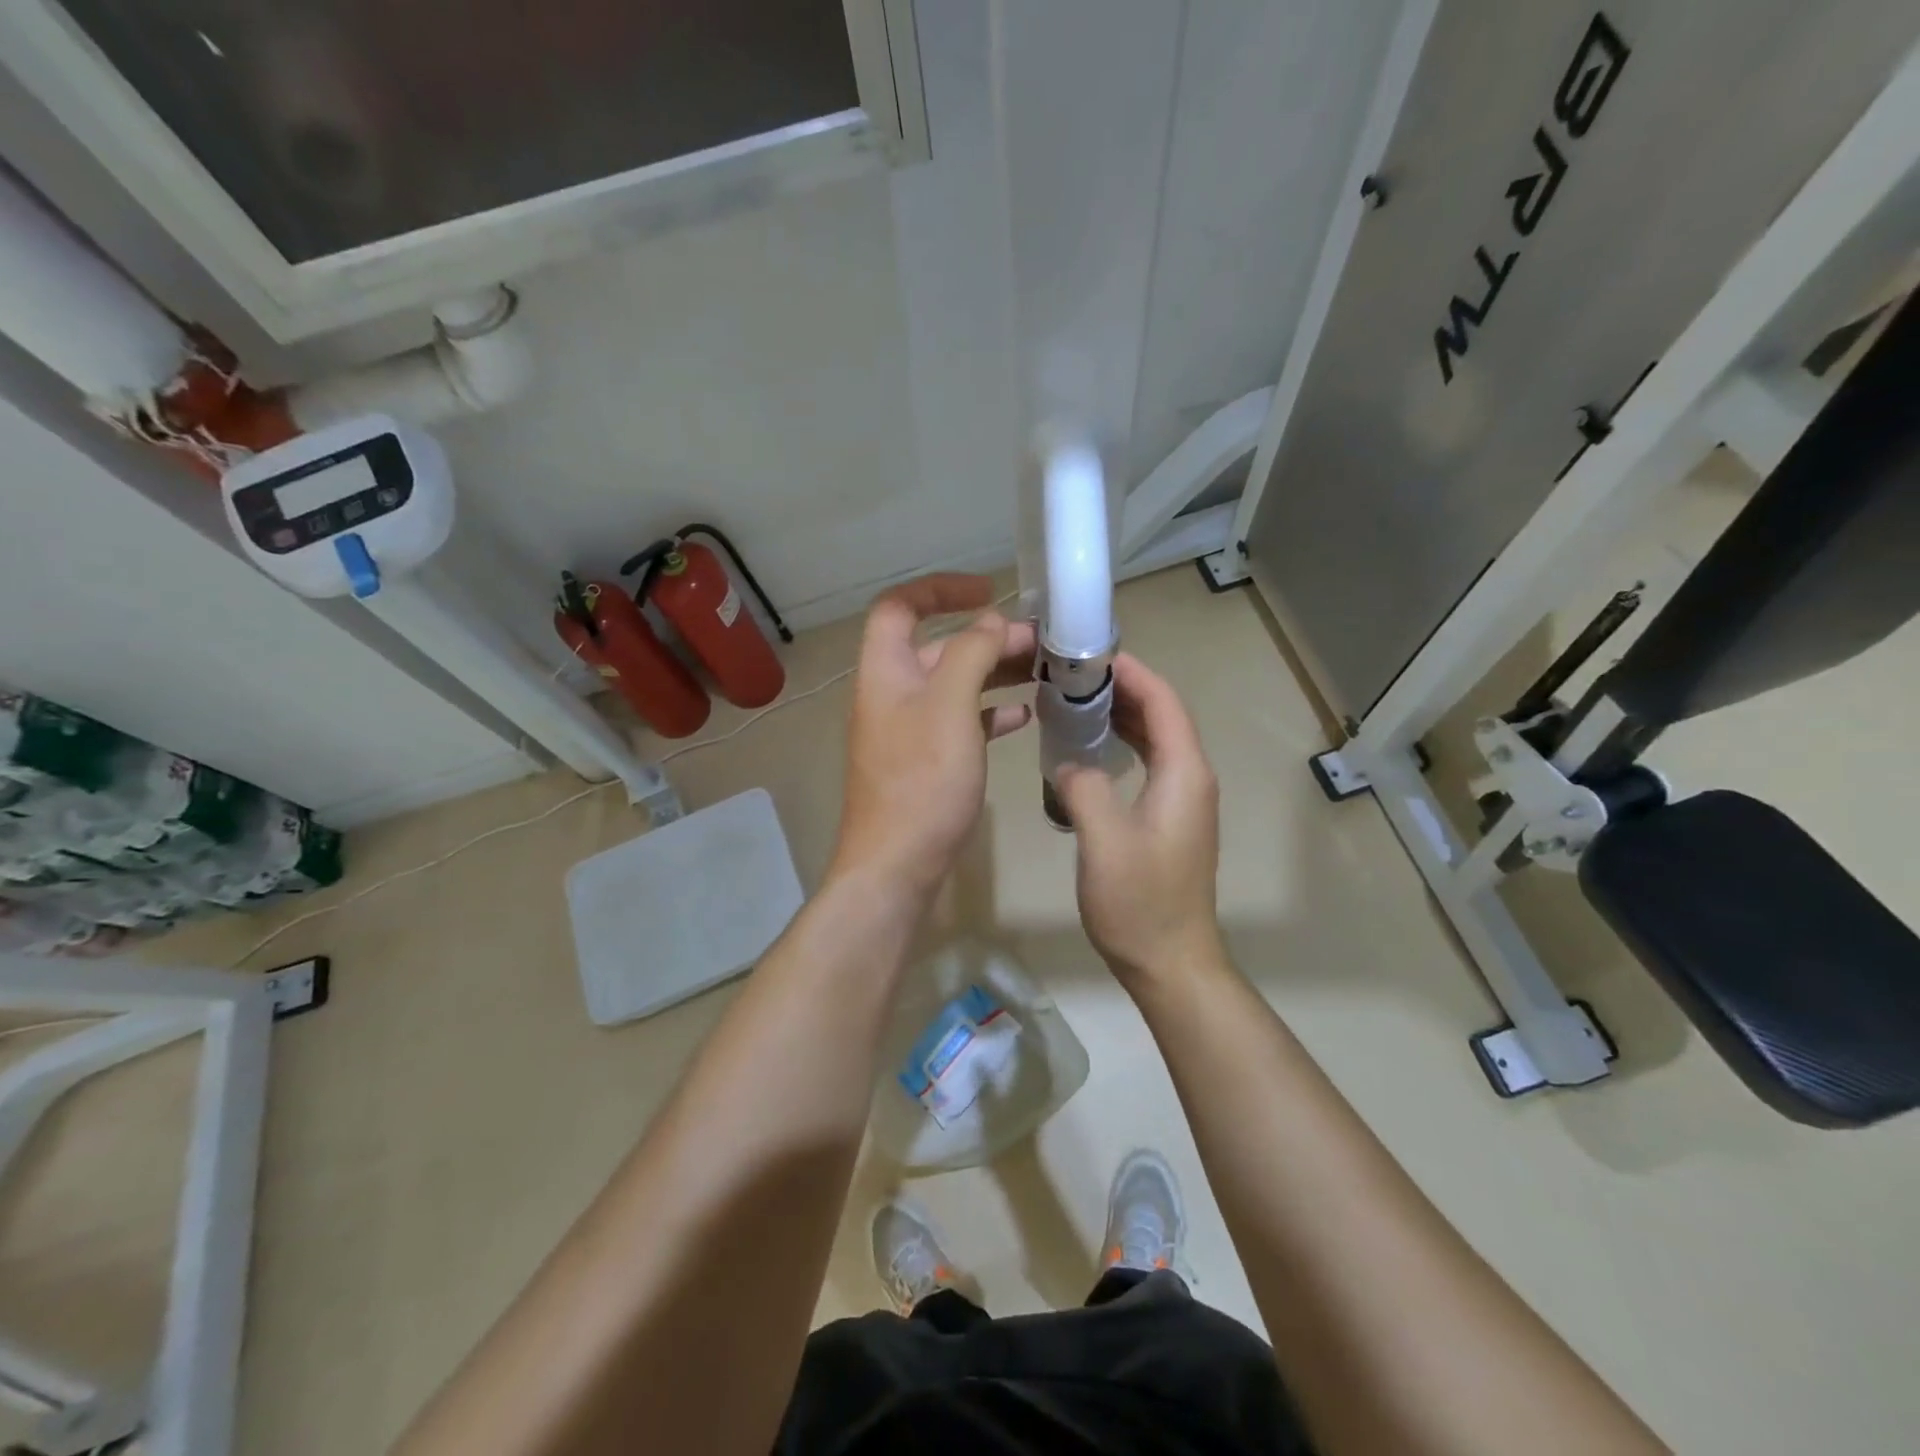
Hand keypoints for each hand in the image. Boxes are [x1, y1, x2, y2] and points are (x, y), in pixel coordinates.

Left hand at [831, 574, 1035, 893]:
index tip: (987, 590)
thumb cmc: (922, 780)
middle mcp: (893, 693)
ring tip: (1045, 673)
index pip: (900, 607)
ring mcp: (910, 730)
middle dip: (988, 638)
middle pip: (939, 648)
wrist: (898, 864)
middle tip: (1042, 644)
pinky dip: (992, 713)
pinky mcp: (927, 761)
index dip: (939, 589)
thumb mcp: (950, 706)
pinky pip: (962, 722)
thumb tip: (992, 622)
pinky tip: (1026, 716)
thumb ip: (971, 654)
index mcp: (885, 670)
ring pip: (956, 686)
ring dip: (996, 673)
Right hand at [1056, 653, 1223, 986]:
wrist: (1171, 961)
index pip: (1164, 702)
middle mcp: (1191, 778)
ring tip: (1077, 701)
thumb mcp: (1103, 840)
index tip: (1090, 655)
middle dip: (1123, 689)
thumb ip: (1084, 787)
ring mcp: (1184, 801)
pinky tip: (1091, 748)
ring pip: (1157, 740)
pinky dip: (1124, 745)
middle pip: (1163, 715)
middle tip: (1073, 675)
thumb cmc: (1139, 902)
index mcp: (1184, 773)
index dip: (1132, 673)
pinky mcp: (1170, 820)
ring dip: (1122, 715)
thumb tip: (1069, 763)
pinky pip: (1150, 764)